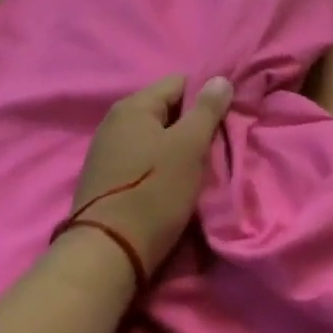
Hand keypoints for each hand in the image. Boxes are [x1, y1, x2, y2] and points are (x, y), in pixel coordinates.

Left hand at [64, 75, 234, 276]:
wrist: (107, 253)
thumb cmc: (153, 192)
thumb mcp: (188, 147)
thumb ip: (206, 110)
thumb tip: (219, 79)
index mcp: (133, 106)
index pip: (180, 82)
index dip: (206, 96)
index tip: (226, 118)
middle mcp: (115, 121)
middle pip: (166, 109)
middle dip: (193, 124)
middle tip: (217, 145)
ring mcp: (107, 150)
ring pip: (155, 136)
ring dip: (178, 147)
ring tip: (200, 167)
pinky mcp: (106, 178)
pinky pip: (142, 158)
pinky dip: (161, 165)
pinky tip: (174, 183)